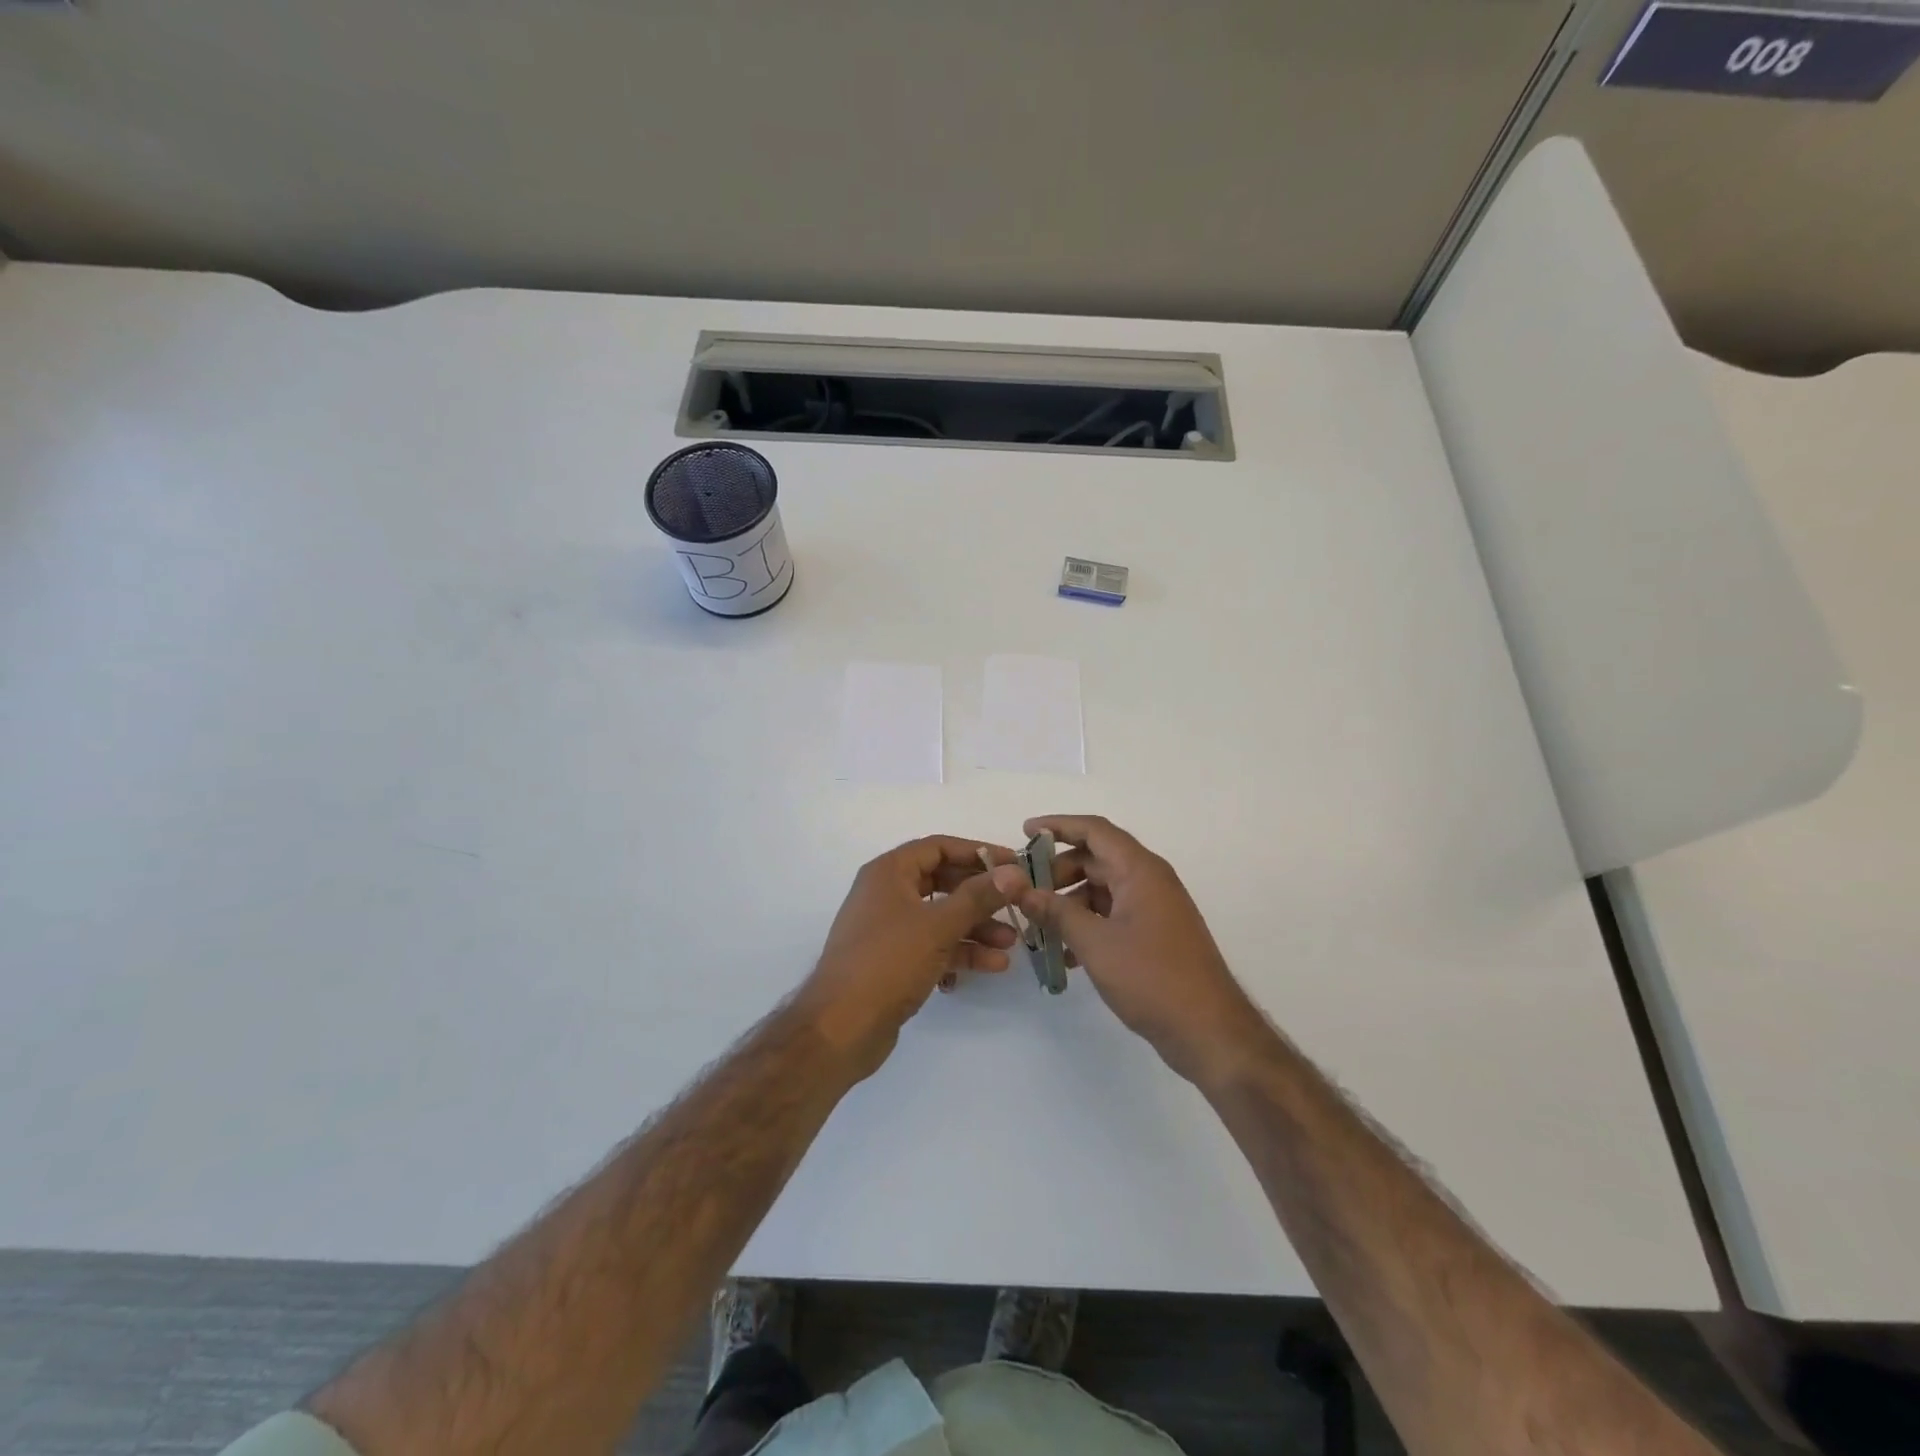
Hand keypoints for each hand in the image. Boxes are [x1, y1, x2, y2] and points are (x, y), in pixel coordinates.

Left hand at [800, 836, 1028, 1077]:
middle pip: (943, 883)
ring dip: (976, 928)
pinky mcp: (894, 962)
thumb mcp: (938, 925)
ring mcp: (889, 929)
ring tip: (1012, 944)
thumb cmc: (888, 962)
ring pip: (941, 918)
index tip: (1013, 864)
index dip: (977, 852)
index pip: (939, 848)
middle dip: (981, 896)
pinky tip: (991, 966)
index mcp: (889, 873)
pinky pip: (933, 946)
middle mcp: (887, 894)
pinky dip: (960, 952)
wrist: (841, 1027)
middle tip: (1017, 904)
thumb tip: (1014, 872)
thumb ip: (978, 896)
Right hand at [1013, 815, 1268, 1085]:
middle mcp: (1149, 880)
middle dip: (1058, 872)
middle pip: (1096, 859)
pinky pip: (1113, 915)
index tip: (1023, 832)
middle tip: (1026, 892)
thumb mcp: (1095, 943)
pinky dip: (1088, 924)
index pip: (1094, 830)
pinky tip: (1066, 956)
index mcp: (1140, 870)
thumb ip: (1056, 913)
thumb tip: (1022, 890)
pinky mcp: (1155, 934)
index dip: (1057, 826)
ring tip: (1040, 928)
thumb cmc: (1152, 978)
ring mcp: (1155, 908)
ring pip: (1103, 889)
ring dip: (1070, 903)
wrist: (1210, 1031)